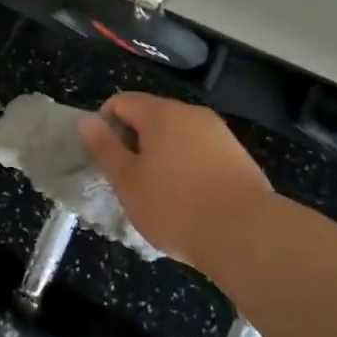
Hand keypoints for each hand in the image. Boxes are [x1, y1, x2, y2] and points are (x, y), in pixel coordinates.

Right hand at [77, 92, 273, 269]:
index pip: (121, 102)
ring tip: (161, 195)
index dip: (106, 126)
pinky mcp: (239, 157)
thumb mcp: (127, 181)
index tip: (107, 160)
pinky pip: (201, 152)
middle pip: (151, 117)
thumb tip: (87, 120)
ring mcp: (219, 133)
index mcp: (161, 113)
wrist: (248, 235)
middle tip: (131, 181)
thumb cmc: (176, 207)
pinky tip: (192, 202)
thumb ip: (104, 148)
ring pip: (178, 136)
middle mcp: (191, 113)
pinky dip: (189, 168)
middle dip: (136, 143)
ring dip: (164, 157)